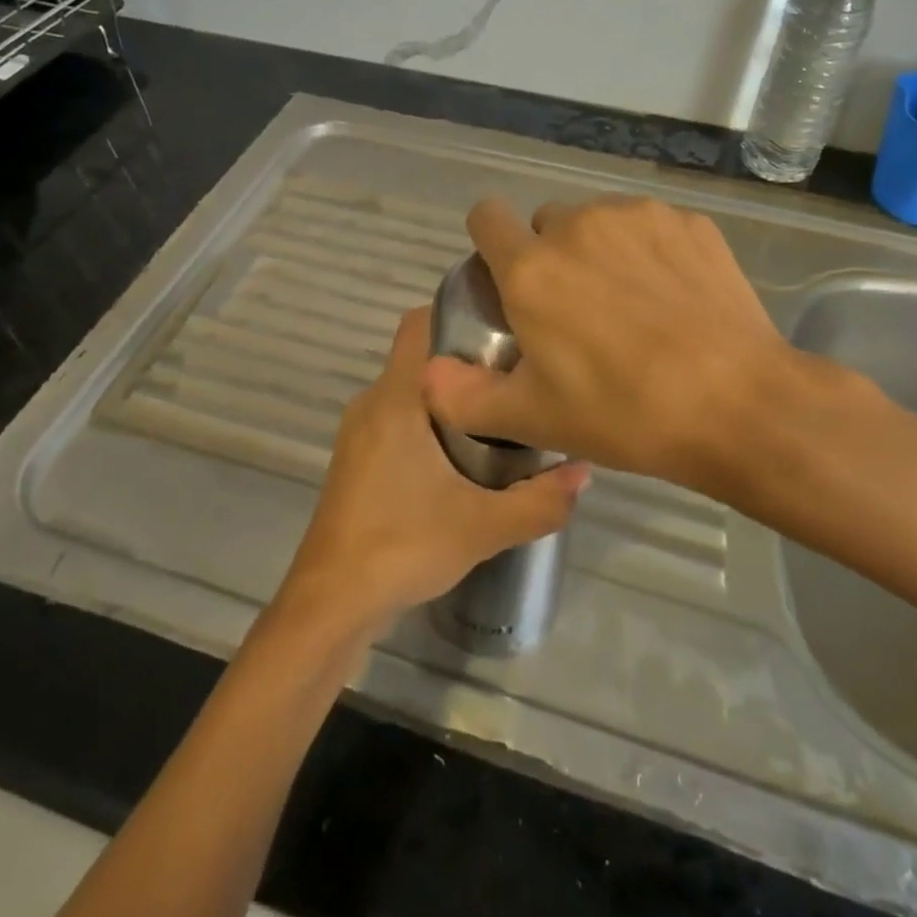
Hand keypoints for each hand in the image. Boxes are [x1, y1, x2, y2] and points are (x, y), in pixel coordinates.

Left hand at [279, 306, 589, 633]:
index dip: (460, 312)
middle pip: (422, 357)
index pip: (419, 323)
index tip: (504, 327)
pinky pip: (398, 418)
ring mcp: (359, 432)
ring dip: (450, 396)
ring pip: (411, 391)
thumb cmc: (403, 546)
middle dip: (467, 361)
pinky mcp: (357, 459)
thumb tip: (585, 470)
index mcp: (395, 398)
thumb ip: (540, 499)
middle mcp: (372, 403)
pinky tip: (464, 456)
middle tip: (517, 376)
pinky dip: (429, 422)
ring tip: (500, 413)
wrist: (331, 604)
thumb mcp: (483, 526)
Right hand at [420, 194, 869, 490]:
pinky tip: (675, 300)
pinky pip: (650, 227)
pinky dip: (650, 253)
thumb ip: (464, 396)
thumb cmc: (624, 412)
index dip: (489, 242)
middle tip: (577, 313)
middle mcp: (579, 225)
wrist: (739, 403)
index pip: (486, 216)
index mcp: (532, 267)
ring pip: (599, 222)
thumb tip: (427, 373)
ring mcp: (639, 217)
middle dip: (551, 256)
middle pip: (547, 223)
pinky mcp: (689, 222)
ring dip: (600, 252)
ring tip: (632, 308)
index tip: (507, 278)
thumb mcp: (533, 418)